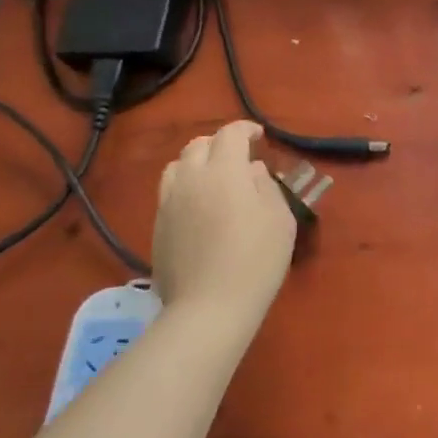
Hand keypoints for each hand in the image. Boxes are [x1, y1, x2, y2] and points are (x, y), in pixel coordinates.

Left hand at [151, 121, 295, 321]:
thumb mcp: (280, 219)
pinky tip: (198, 207)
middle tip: (237, 157)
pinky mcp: (158, 226)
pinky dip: (185, 187)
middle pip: (199, 145)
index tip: (259, 136)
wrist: (209, 308)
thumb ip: (266, 186)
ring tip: (212, 178)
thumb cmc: (256, 259)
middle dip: (219, 144)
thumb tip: (252, 170)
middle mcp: (191, 178)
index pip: (230, 134)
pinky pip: (169, 192)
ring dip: (196, 163)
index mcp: (224, 170)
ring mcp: (169, 203)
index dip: (245, 129)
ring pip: (178, 166)